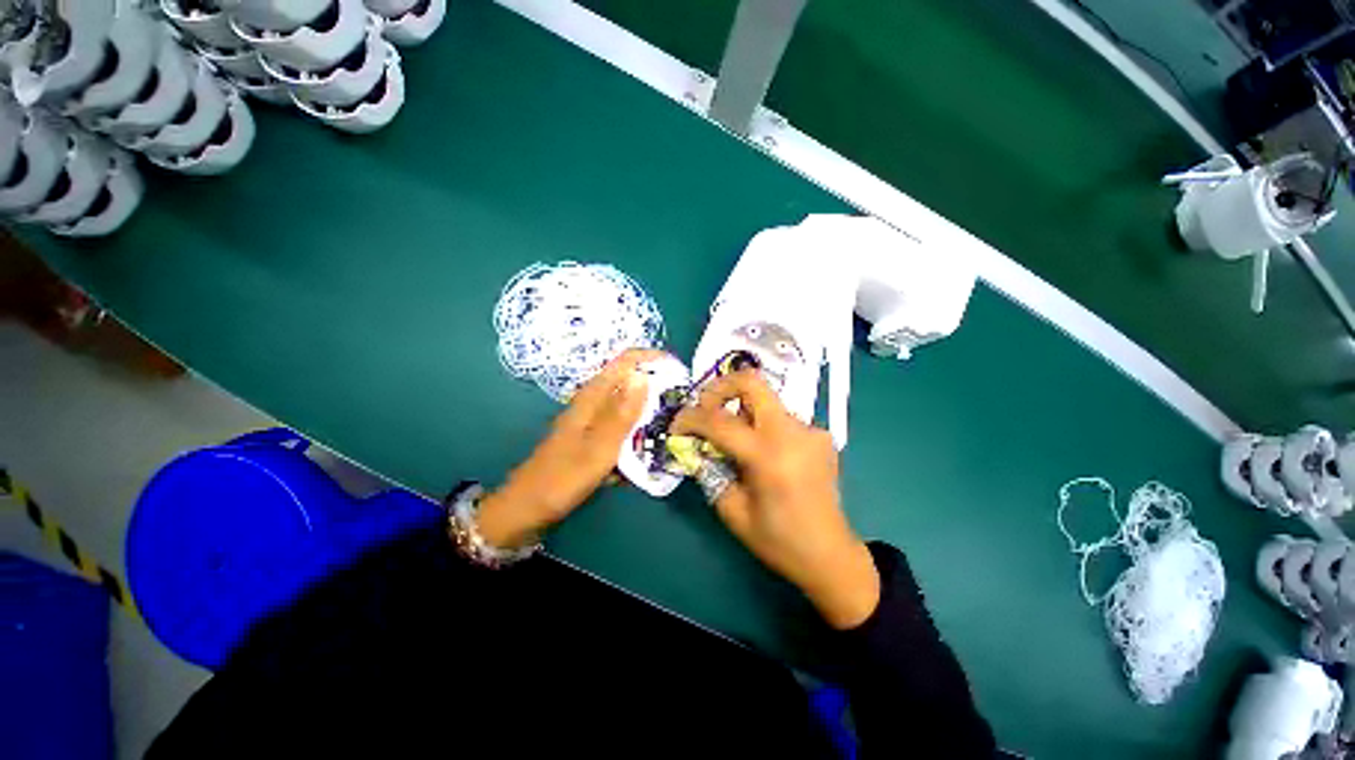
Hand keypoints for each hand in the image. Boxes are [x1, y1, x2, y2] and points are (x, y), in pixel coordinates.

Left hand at [476, 349, 662, 548]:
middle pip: (629, 383)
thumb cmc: (563, 477)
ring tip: (669, 429)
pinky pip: (621, 430)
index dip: (650, 359)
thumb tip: (643, 376)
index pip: (624, 363)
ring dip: (647, 415)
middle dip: (655, 388)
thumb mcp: (599, 447)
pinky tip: (644, 454)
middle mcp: (593, 404)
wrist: (527, 508)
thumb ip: (622, 413)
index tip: (677, 369)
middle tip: (680, 405)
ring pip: (627, 408)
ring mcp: (592, 422)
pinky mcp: (592, 440)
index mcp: (592, 398)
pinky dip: (634, 437)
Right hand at [672, 371, 879, 628]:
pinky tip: (765, 455)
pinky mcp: (820, 435)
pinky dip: (763, 427)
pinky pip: (781, 418)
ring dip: (742, 412)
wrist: (829, 554)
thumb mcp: (731, 510)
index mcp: (768, 456)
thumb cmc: (777, 540)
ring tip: (735, 441)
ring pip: (766, 402)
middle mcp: (792, 433)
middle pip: (752, 383)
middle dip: (721, 388)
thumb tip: (694, 444)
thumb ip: (709, 470)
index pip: (719, 421)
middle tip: (705, 407)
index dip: (690, 418)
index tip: (677, 425)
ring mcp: (811, 430)